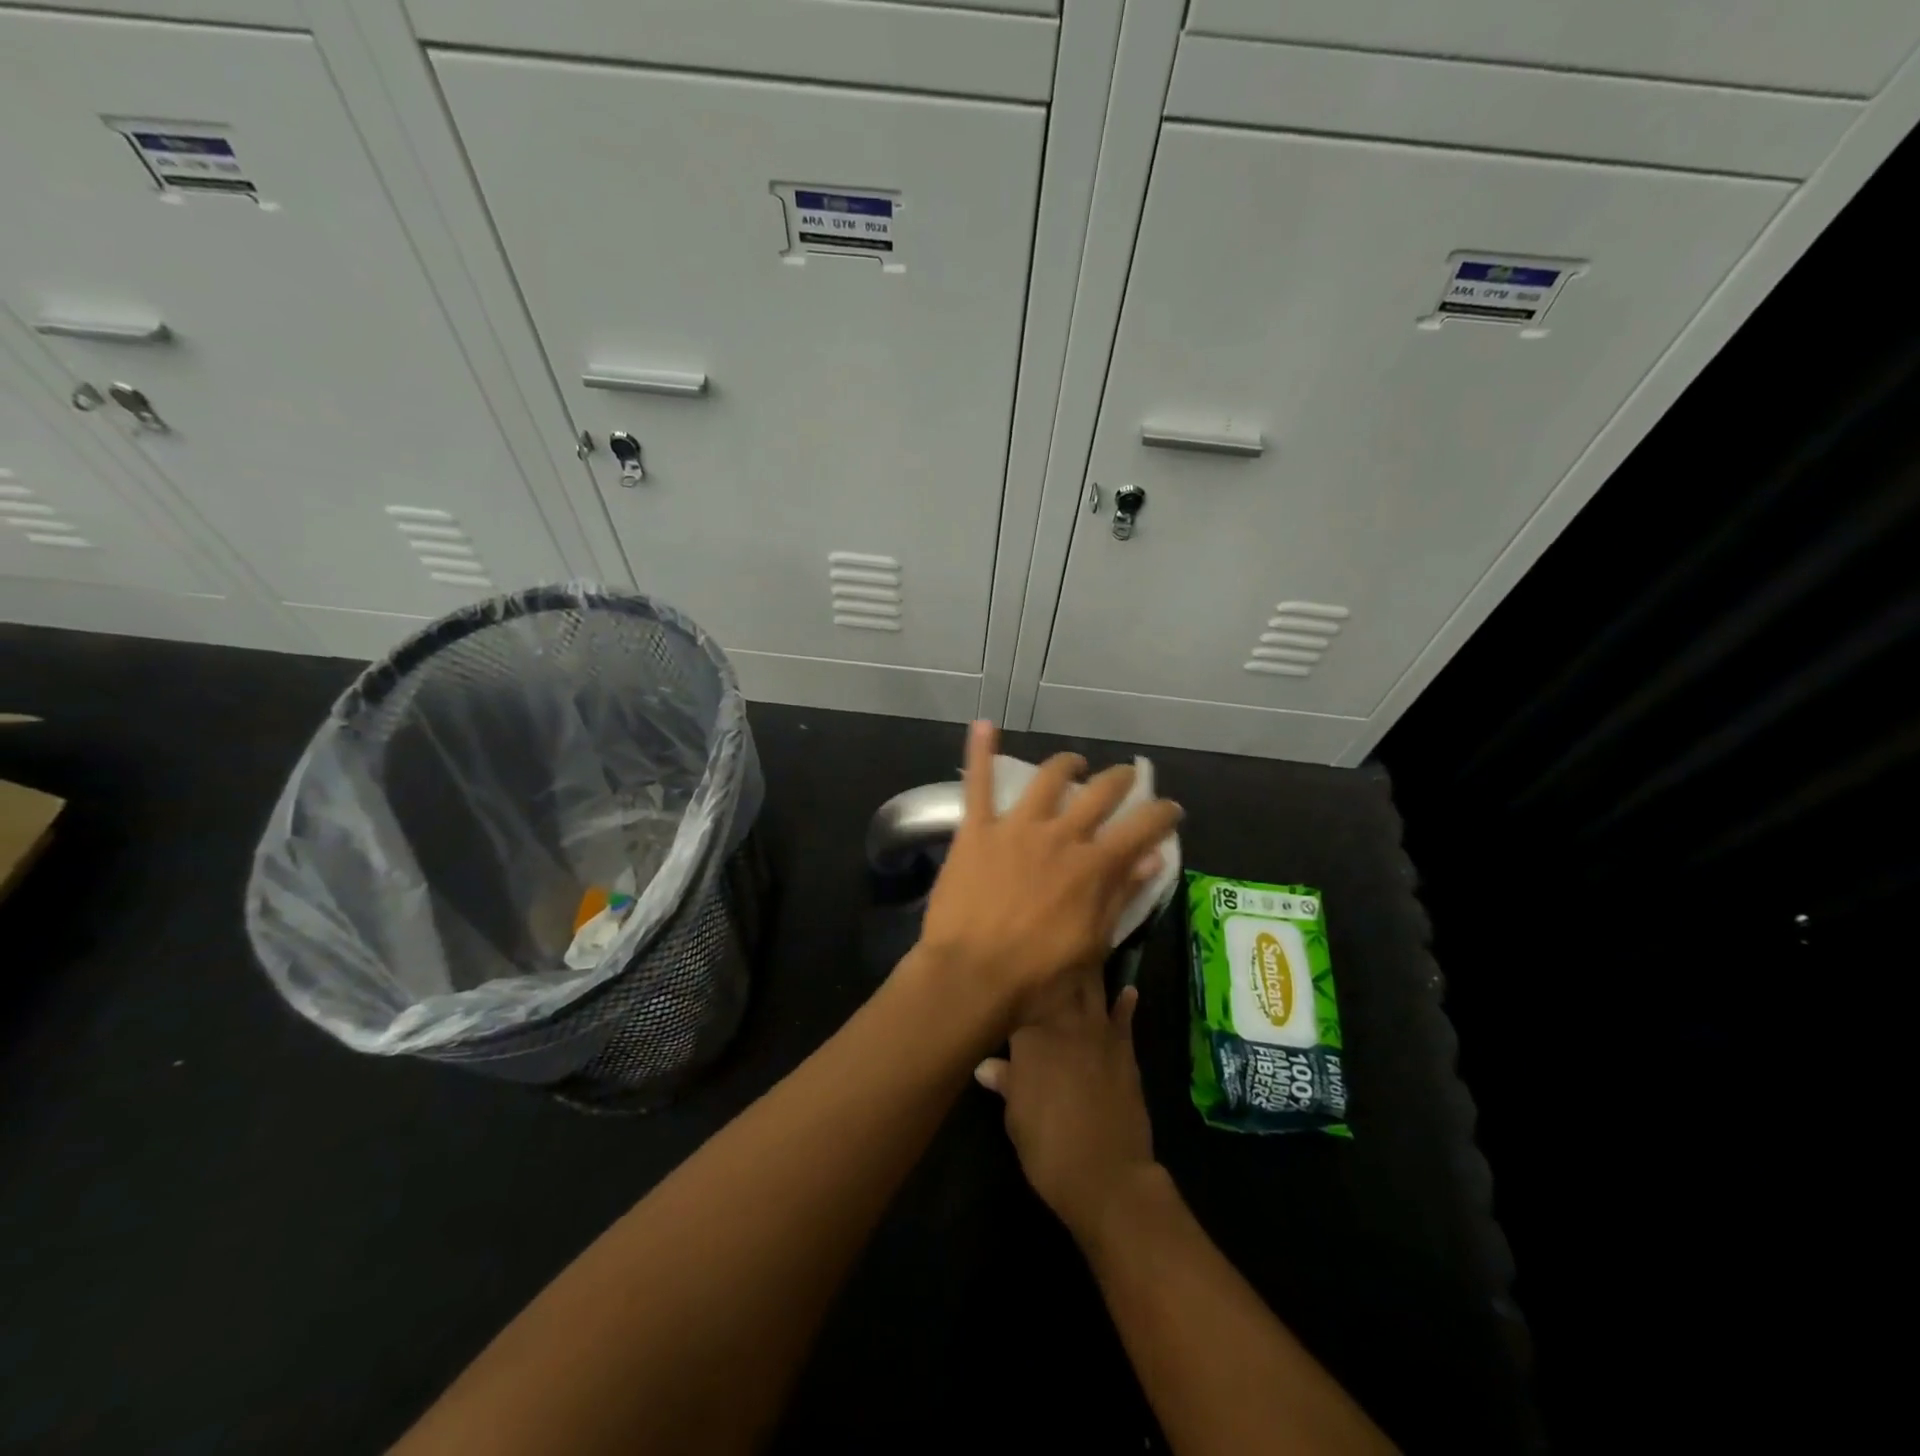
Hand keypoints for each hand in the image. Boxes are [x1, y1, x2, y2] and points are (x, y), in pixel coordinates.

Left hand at [914, 720, 1181, 1028]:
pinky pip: (978, 783)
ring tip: (1074, 763)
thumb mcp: (1092, 946)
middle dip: (1120, 780)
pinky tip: (983, 725)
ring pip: (1048, 779)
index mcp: (1093, 867)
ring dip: (1067, 765)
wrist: (970, 977)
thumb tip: (1152, 858)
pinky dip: (981, 751)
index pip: (1142, 827)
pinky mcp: (977, 830)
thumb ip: (1120, 896)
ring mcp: (1016, 828)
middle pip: (1100, 793)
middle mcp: (1060, 836)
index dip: (1162, 813)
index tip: (1171, 809)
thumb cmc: (1036, 977)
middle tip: (1126, 778)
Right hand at [975, 970, 1157, 1243]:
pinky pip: (1124, 1017)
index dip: (1014, 983)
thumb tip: (986, 1065)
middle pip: (1057, 982)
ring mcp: (1098, 1033)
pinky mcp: (1124, 1049)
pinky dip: (1126, 1002)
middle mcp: (1063, 1023)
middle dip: (1053, 961)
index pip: (1019, 998)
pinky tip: (1128, 989)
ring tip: (1083, 946)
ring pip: (1090, 988)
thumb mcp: (1016, 1117)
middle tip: (1047, 939)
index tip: (1008, 968)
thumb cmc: (1049, 1148)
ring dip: (1087, 969)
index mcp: (1030, 1037)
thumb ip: (1006, 1082)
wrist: (1107, 1175)